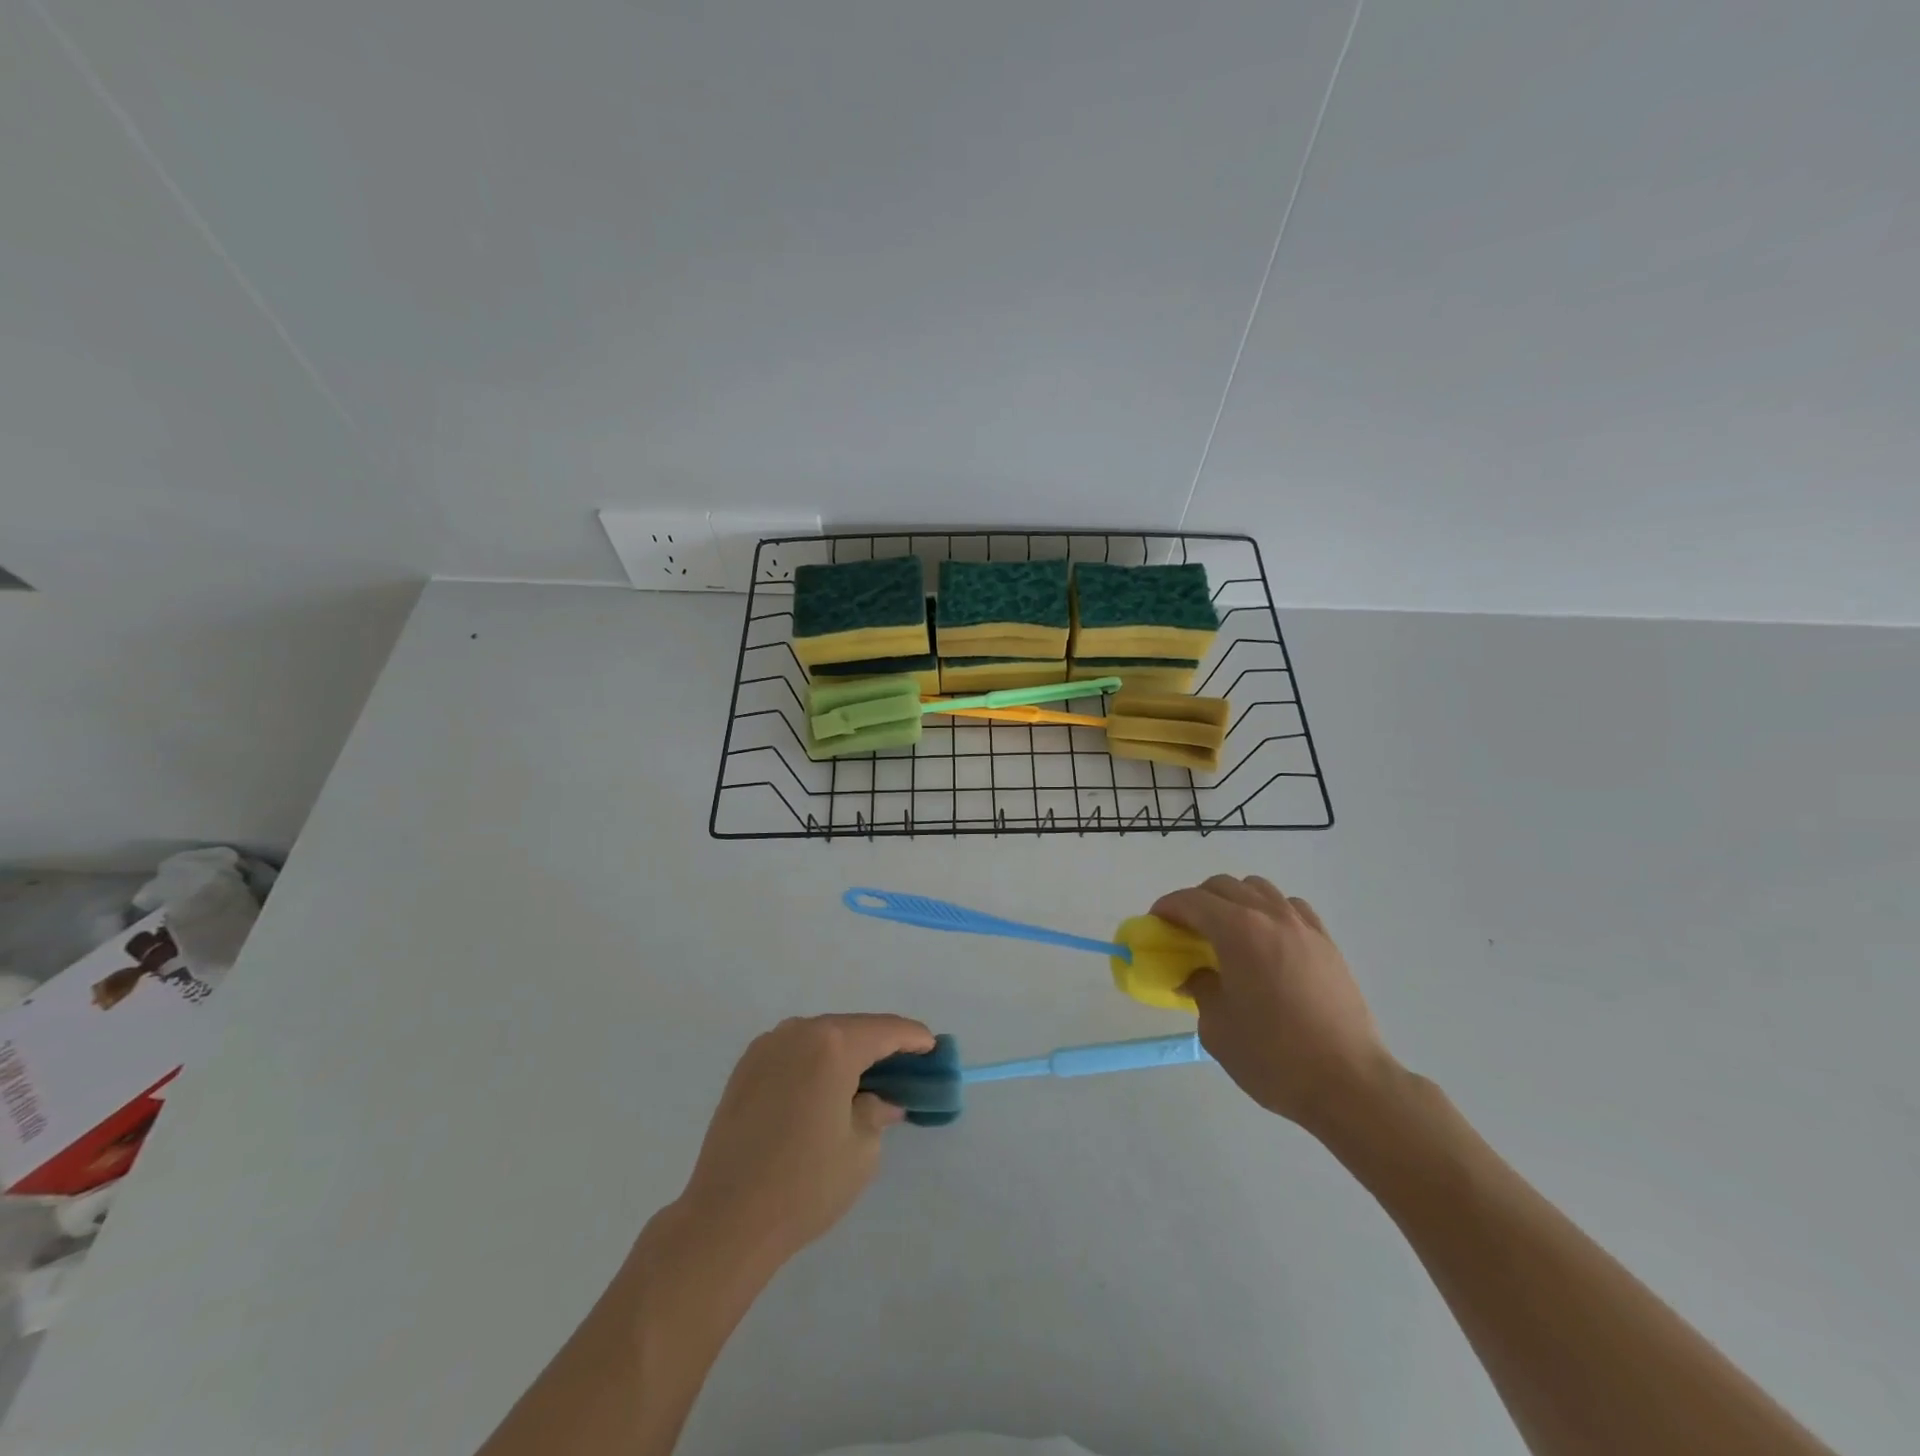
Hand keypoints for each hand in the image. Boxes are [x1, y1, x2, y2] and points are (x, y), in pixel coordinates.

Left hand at [674, 1014, 933, 1273]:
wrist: (725, 1219)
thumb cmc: (804, 1184)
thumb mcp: (861, 1150)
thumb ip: (877, 1112)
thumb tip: (881, 1101)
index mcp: (832, 1045)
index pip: (885, 1031)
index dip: (913, 1038)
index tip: (933, 1047)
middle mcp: (798, 1032)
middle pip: (851, 1028)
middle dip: (880, 1044)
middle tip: (904, 1066)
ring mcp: (767, 1046)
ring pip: (820, 1038)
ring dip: (846, 1052)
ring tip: (865, 1078)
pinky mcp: (745, 1068)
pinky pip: (794, 1052)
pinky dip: (816, 1061)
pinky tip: (825, 1087)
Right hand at [1152, 875, 1395, 1136]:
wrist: (1348, 1083)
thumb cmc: (1273, 1057)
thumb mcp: (1217, 1027)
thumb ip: (1200, 988)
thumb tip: (1198, 974)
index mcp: (1237, 931)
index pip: (1191, 901)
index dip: (1167, 908)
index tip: (1156, 923)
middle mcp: (1270, 916)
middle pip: (1223, 886)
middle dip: (1197, 901)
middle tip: (1186, 931)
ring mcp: (1303, 927)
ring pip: (1259, 889)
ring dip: (1234, 901)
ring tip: (1227, 933)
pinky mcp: (1327, 944)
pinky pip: (1291, 907)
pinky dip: (1269, 911)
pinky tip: (1267, 941)